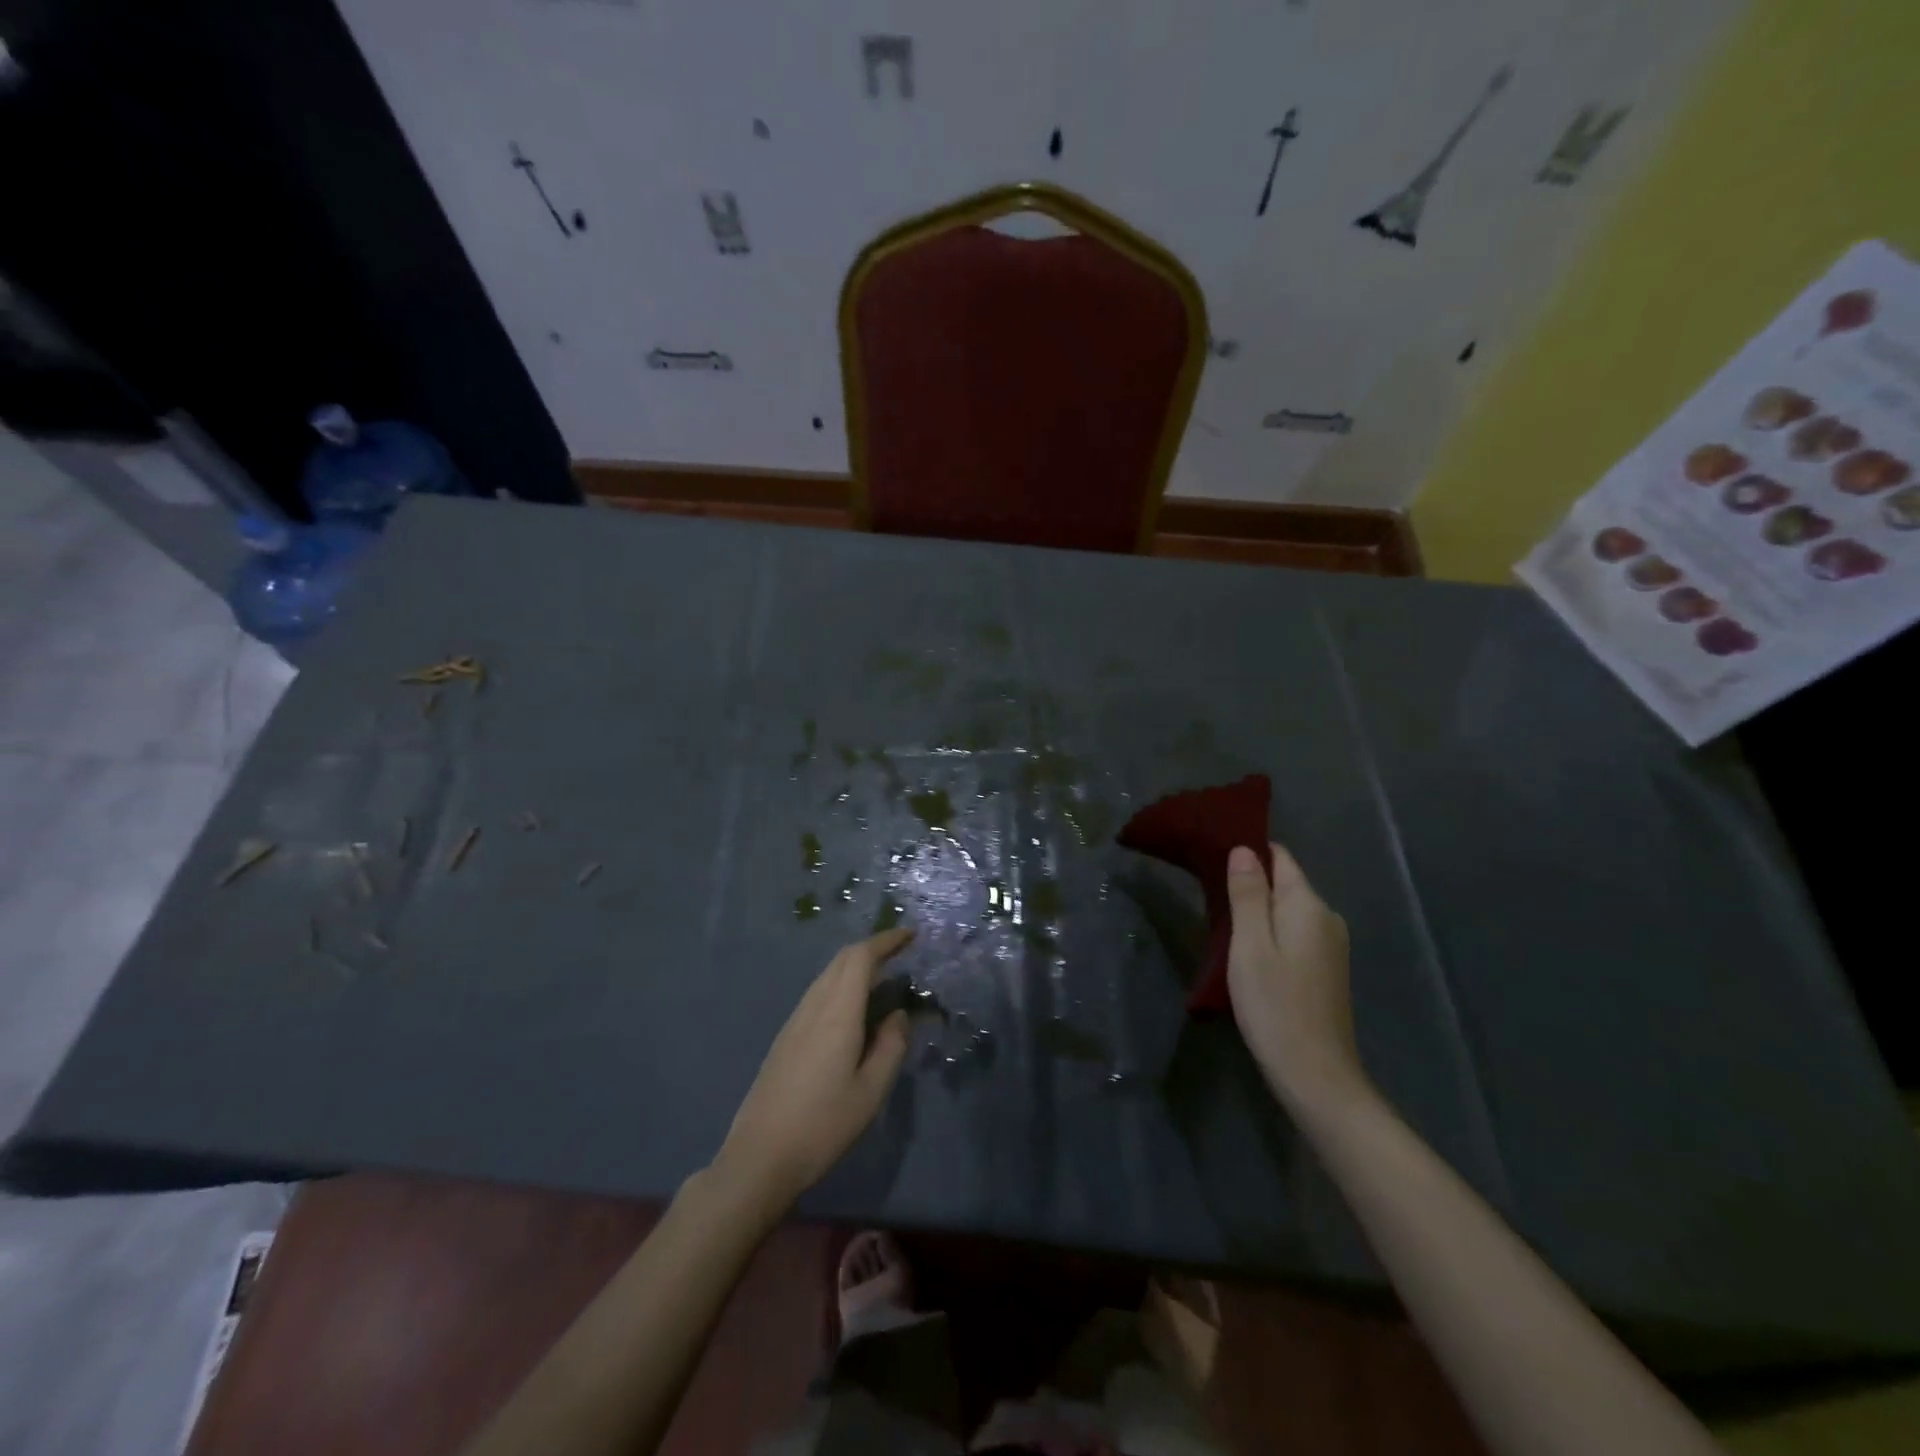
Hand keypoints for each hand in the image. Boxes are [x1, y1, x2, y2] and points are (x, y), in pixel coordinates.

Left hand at [711, 927, 914, 1212]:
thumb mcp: (870, 1091)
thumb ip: (891, 1046)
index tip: (910, 935)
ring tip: (884, 979)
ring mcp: (795, 1021)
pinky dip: (842, 985)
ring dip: (856, 967)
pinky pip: (818, 994)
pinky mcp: (786, 1038)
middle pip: (842, 960)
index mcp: (837, 1013)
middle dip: (872, 948)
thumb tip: (899, 1014)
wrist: (759, 1157)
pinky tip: (854, 1010)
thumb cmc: (822, 1125)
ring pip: (828, 976)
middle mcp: (813, 1007)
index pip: (860, 957)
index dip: (886, 940)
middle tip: (902, 952)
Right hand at [1225, 843, 1368, 1114]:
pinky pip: (1293, 932)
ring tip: (1218, 919)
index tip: (1212, 853)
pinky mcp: (1326, 969)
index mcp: (1309, 905)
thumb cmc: (1275, 1005)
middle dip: (1249, 881)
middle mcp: (1326, 917)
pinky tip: (1246, 950)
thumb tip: (1244, 849)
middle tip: (1206, 890)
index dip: (1248, 850)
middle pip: (1284, 882)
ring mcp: (1330, 945)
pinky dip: (1269, 931)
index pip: (1280, 857)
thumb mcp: (1250, 945)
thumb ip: (1248, 894)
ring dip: (1256, 909)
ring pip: (1287, 910)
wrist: (1316, 1076)